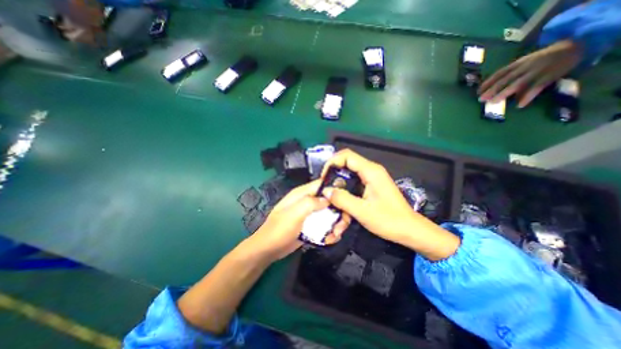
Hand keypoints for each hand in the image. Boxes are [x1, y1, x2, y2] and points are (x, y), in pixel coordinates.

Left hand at [247, 181, 343, 259]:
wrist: (269, 250)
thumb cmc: (279, 230)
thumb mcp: (294, 214)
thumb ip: (311, 203)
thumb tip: (328, 198)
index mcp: (302, 194)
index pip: (321, 184)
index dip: (335, 188)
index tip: (346, 199)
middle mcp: (308, 202)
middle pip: (330, 200)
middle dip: (338, 211)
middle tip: (341, 225)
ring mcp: (310, 214)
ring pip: (330, 214)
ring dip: (336, 224)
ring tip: (335, 235)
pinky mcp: (312, 226)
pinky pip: (326, 225)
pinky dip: (330, 231)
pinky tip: (330, 239)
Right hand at [321, 149, 460, 259]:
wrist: (410, 230)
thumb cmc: (389, 220)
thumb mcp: (362, 211)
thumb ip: (342, 199)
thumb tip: (326, 190)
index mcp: (371, 171)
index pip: (346, 156)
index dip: (332, 162)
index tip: (324, 177)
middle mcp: (371, 170)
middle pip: (347, 163)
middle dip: (334, 174)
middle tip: (325, 188)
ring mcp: (372, 178)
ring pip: (349, 174)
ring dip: (339, 184)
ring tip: (332, 197)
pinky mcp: (372, 186)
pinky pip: (354, 182)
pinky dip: (346, 190)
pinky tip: (343, 202)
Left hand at [476, 40, 585, 107]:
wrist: (575, 45)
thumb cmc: (542, 59)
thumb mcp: (524, 63)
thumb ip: (510, 73)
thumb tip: (493, 88)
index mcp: (517, 64)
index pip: (499, 73)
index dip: (487, 83)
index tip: (477, 92)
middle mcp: (524, 67)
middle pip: (505, 80)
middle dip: (492, 90)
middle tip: (480, 99)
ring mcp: (537, 71)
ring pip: (517, 83)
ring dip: (504, 93)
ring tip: (493, 102)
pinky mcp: (550, 75)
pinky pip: (538, 87)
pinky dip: (528, 96)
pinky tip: (520, 105)